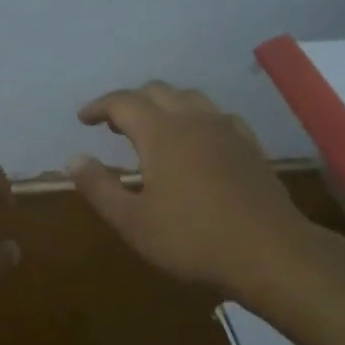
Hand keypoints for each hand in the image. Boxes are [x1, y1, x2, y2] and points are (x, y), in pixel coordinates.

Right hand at [69, 81, 308, 298]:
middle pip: (157, 92)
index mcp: (161, 133)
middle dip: (130, 102)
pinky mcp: (250, 146)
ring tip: (152, 128)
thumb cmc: (192, 239)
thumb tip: (74, 159)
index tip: (83, 118)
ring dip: (163, 104)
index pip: (123, 102)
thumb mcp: (133, 221)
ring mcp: (227, 130)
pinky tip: (197, 140)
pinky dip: (195, 117)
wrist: (271, 252)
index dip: (99, 106)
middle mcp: (194, 119)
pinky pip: (217, 115)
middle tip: (113, 125)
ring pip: (189, 98)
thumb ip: (99, 187)